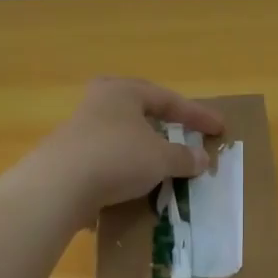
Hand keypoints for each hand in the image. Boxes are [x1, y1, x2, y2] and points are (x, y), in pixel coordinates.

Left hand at [31, 78, 225, 219]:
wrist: (58, 186)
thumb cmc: (117, 157)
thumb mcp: (160, 158)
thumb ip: (184, 157)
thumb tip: (203, 159)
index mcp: (123, 91)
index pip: (169, 100)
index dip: (197, 116)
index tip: (220, 129)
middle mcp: (99, 102)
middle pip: (140, 111)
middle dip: (163, 124)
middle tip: (182, 133)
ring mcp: (80, 129)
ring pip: (122, 135)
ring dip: (144, 148)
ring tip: (161, 163)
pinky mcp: (68, 156)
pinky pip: (107, 158)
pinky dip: (125, 167)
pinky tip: (133, 184)